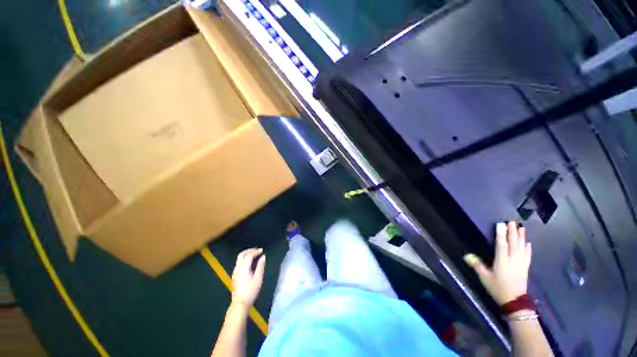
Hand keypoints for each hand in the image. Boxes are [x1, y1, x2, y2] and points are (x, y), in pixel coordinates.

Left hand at [231, 248, 265, 306]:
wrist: (240, 303)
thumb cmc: (251, 291)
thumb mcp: (258, 278)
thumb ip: (260, 266)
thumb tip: (263, 257)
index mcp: (244, 268)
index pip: (249, 256)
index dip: (256, 252)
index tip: (262, 250)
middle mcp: (238, 268)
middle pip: (241, 255)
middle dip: (249, 250)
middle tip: (257, 250)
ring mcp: (235, 272)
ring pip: (239, 259)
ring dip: (246, 254)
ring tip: (254, 254)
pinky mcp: (234, 276)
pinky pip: (238, 263)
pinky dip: (244, 259)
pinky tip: (249, 262)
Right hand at [464, 222, 531, 304]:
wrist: (514, 302)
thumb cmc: (498, 288)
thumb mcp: (485, 278)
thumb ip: (477, 266)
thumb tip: (466, 255)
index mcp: (502, 261)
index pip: (502, 245)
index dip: (501, 234)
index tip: (501, 224)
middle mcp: (513, 260)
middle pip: (513, 244)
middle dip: (513, 232)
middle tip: (512, 221)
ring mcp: (521, 264)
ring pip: (522, 247)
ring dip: (521, 237)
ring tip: (522, 228)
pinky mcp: (525, 268)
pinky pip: (528, 255)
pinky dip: (528, 248)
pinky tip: (528, 243)